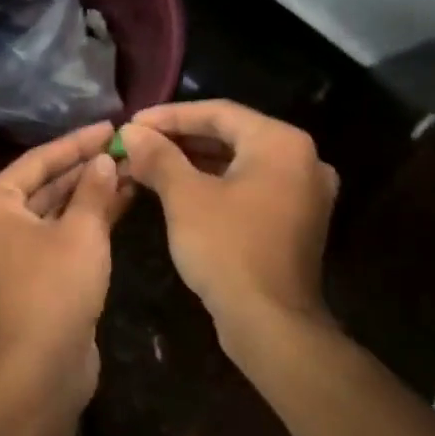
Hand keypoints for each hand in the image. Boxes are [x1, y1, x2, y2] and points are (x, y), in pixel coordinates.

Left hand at [0, 121, 134, 406]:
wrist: (43, 367)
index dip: (77, 142)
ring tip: (130, 172)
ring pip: (52, 213)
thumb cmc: (55, 286)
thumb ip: (94, 189)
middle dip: (85, 170)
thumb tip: (105, 160)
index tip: (110, 126)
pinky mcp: (28, 278)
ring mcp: (8, 255)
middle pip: (43, 186)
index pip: (37, 161)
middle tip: (124, 149)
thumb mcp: (81, 231)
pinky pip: (56, 237)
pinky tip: (120, 204)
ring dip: (89, 196)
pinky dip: (84, 223)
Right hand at [120, 101, 338, 341]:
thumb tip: (130, 132)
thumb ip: (158, 157)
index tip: (132, 124)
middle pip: (232, 135)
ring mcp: (304, 192)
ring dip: (195, 162)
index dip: (169, 116)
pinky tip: (181, 190)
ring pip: (240, 163)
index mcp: (282, 143)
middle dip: (181, 139)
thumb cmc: (227, 249)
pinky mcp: (296, 220)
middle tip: (138, 143)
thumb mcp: (185, 198)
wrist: (270, 323)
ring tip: (151, 164)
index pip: (219, 112)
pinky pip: (251, 187)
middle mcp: (302, 160)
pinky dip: (216, 184)